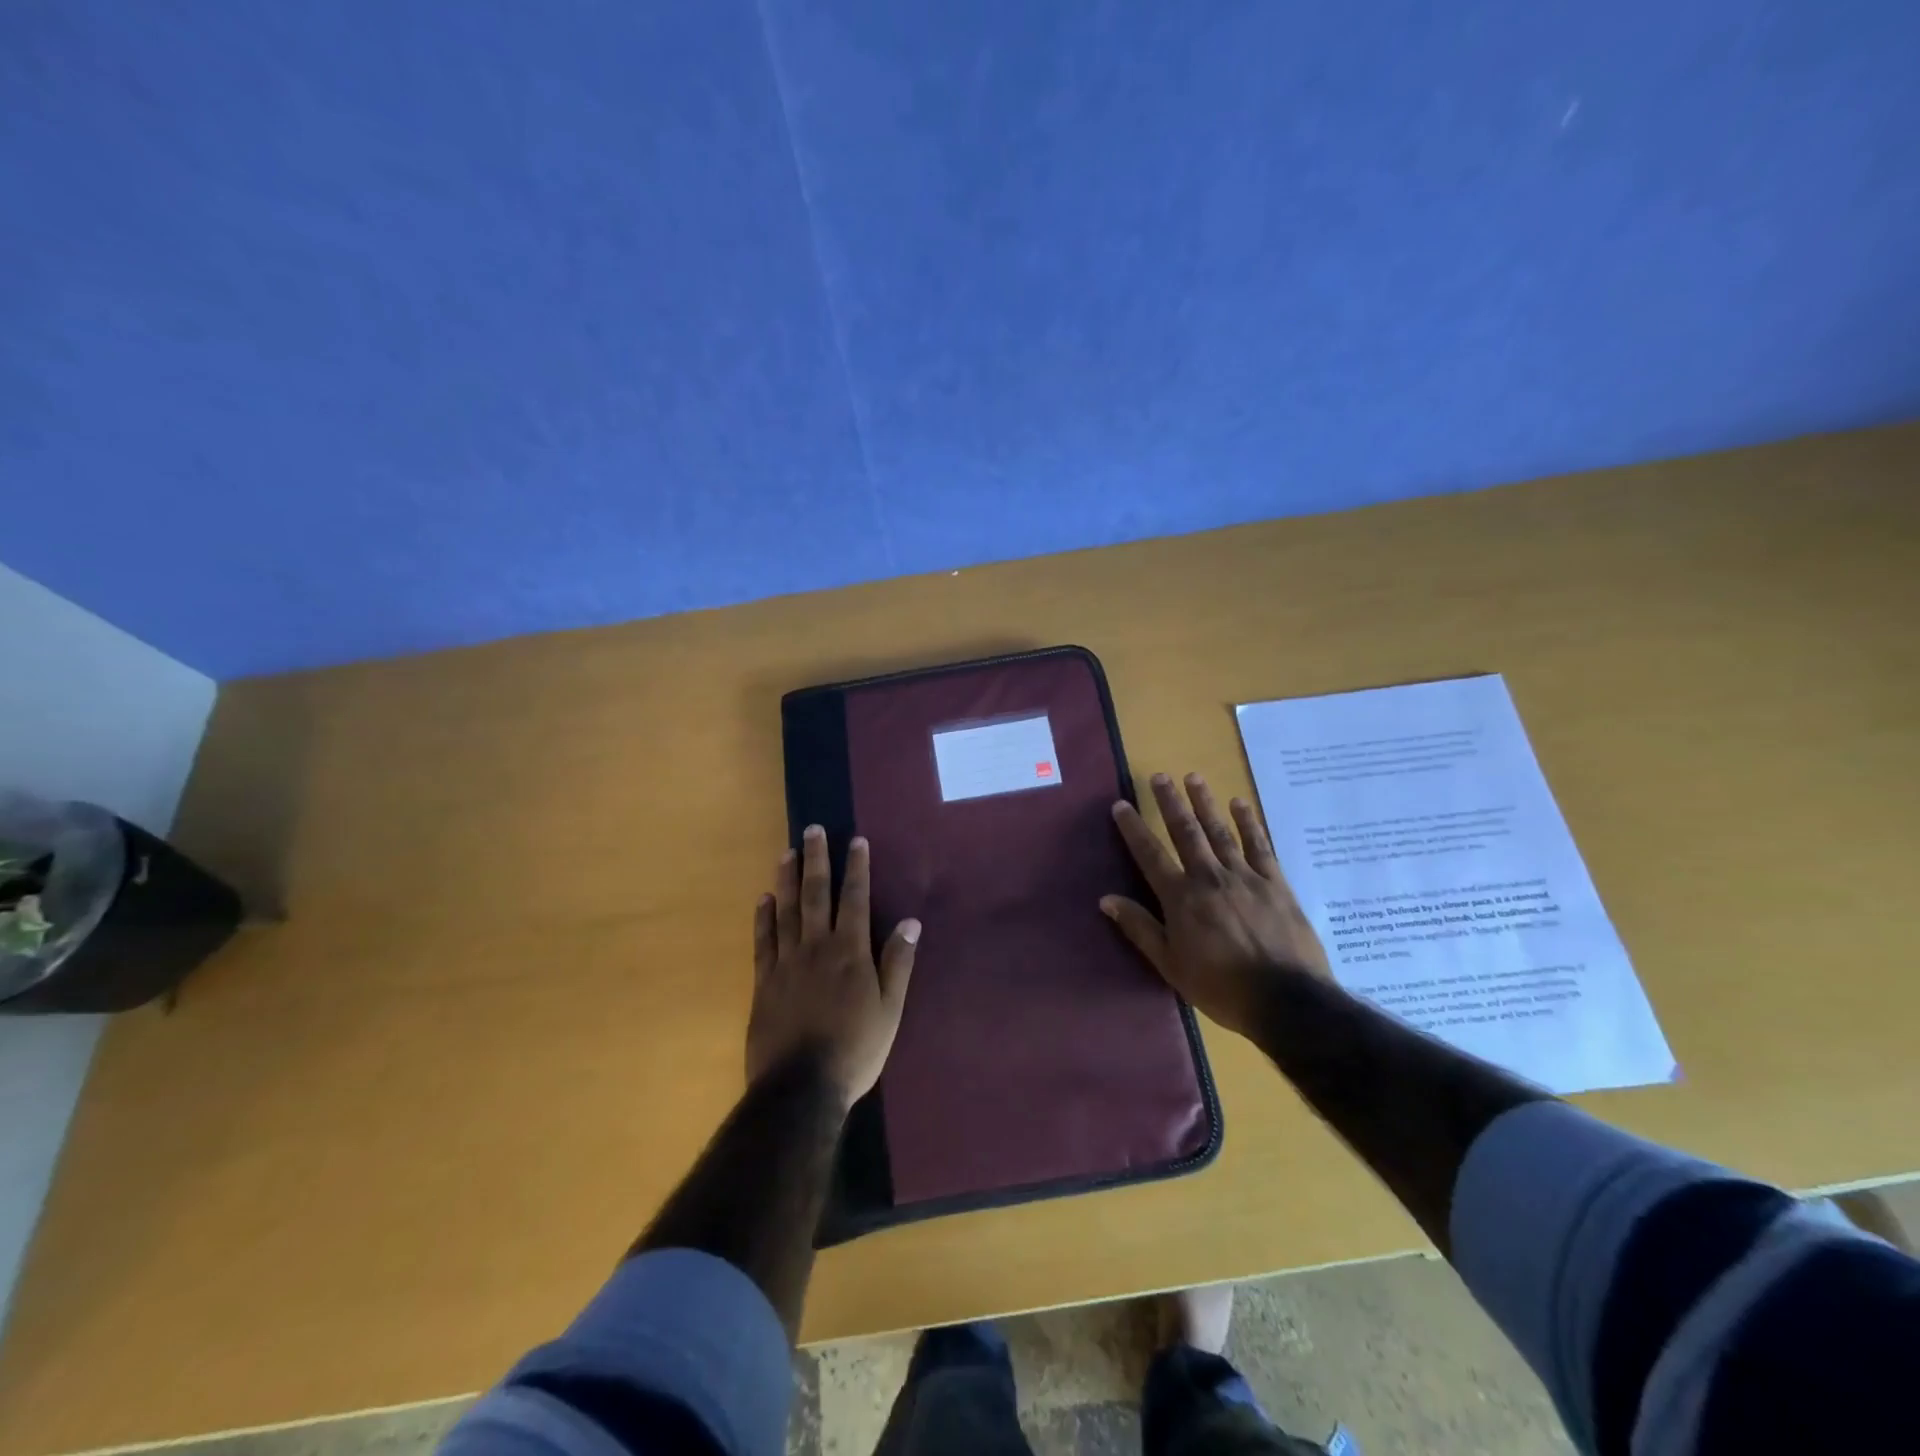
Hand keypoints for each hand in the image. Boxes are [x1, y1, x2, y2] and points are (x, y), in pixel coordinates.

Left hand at [747, 825, 920, 1105]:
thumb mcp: (889, 1010)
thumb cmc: (855, 1050)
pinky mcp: (764, 982)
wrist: (801, 1087)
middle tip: (812, 829)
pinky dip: (763, 917)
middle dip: (817, 860)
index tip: (855, 840)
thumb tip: (910, 922)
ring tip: (788, 852)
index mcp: (850, 952)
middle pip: (816, 895)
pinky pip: (763, 941)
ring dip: (787, 879)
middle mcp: (817, 947)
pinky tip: (763, 899)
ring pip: (786, 910)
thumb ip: (897, 964)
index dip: (856, 868)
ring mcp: (786, 963)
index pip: (854, 899)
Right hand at [1102, 772, 1330, 1038]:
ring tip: (1194, 777)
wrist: (1287, 1001)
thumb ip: (1140, 928)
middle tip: (1159, 776)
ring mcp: (1245, 877)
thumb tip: (1106, 899)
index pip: (1150, 855)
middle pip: (1186, 832)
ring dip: (1205, 803)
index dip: (1133, 829)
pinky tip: (1240, 804)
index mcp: (1181, 899)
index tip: (1121, 805)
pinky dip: (1249, 823)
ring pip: (1220, 831)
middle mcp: (1209, 877)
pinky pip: (1260, 846)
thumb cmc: (1221, 988)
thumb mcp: (1170, 966)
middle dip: (1170, 803)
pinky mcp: (1275, 883)